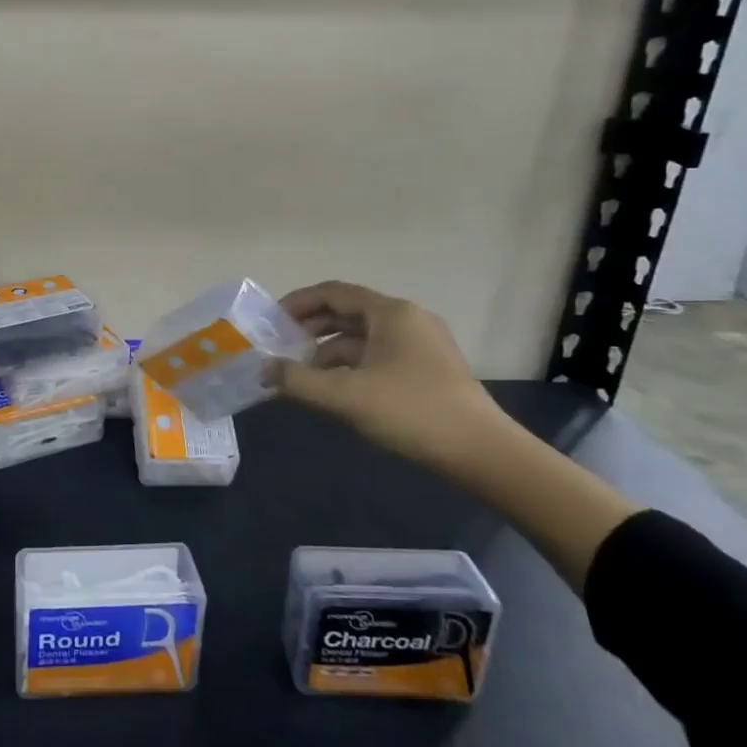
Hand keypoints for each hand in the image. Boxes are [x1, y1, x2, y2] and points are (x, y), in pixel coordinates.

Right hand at [268, 281, 639, 588]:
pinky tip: (335, 390)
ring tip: (301, 375)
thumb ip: (298, 380)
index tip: (271, 321)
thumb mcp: (346, 397)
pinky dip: (351, 366)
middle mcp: (406, 319)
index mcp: (390, 312)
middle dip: (310, 329)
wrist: (483, 453)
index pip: (333, 292)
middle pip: (347, 313)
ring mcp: (421, 345)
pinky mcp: (428, 370)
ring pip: (362, 337)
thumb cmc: (412, 412)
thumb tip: (263, 369)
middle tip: (279, 348)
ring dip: (328, 351)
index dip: (298, 303)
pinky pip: (378, 356)